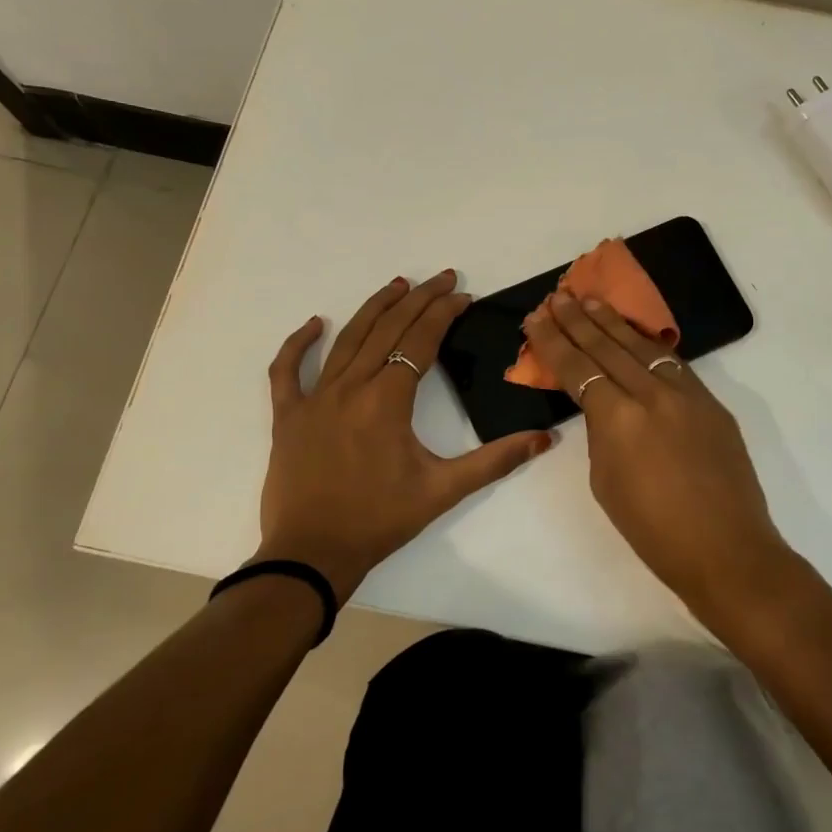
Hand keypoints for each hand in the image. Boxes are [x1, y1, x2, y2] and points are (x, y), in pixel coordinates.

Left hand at [259, 272, 553, 601]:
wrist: (313, 554)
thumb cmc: (380, 520)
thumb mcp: (443, 490)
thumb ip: (496, 460)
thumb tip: (545, 439)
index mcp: (387, 400)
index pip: (420, 341)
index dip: (443, 313)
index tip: (463, 295)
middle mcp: (350, 388)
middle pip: (387, 330)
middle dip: (418, 300)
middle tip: (442, 277)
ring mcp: (314, 399)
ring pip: (345, 340)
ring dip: (373, 308)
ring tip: (397, 284)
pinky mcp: (288, 416)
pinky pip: (287, 371)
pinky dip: (297, 344)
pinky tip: (313, 324)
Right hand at [519, 292, 790, 616]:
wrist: (726, 550)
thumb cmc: (653, 531)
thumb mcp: (606, 482)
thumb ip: (602, 434)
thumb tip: (604, 408)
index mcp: (618, 419)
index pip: (577, 368)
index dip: (553, 342)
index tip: (535, 319)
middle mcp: (652, 395)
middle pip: (607, 347)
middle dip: (578, 320)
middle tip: (558, 296)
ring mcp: (687, 394)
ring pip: (643, 347)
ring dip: (613, 322)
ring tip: (591, 300)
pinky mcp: (712, 403)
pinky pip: (673, 363)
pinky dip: (649, 345)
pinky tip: (636, 335)